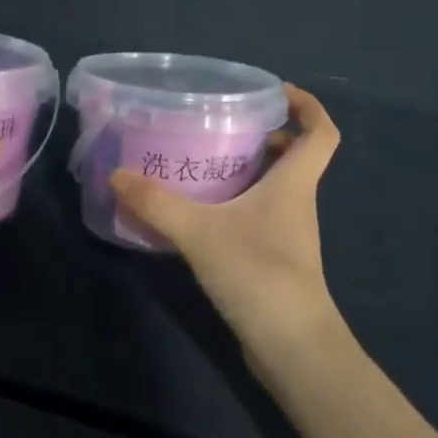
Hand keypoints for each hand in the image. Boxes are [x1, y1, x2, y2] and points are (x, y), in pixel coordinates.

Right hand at [110, 85, 342, 353]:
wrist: (291, 346)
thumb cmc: (258, 273)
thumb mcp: (199, 232)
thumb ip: (156, 203)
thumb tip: (116, 175)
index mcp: (294, 183)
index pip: (321, 132)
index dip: (307, 105)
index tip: (275, 91)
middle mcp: (297, 202)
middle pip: (294, 156)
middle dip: (265, 135)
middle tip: (221, 124)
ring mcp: (288, 234)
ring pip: (275, 187)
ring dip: (248, 170)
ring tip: (203, 160)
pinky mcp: (274, 259)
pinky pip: (259, 216)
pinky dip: (237, 203)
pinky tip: (200, 211)